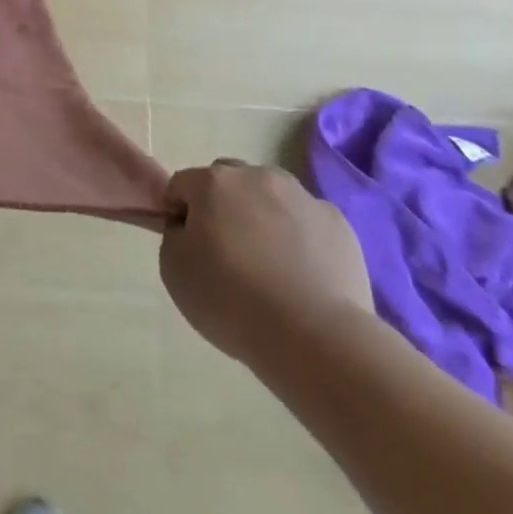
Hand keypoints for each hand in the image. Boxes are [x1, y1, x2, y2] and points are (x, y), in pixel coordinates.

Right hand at [160, 160, 372, 367]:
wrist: (315, 338)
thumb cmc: (232, 301)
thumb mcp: (174, 271)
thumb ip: (174, 236)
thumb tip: (189, 228)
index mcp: (213, 182)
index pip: (182, 185)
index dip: (180, 214)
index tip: (188, 248)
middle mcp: (256, 175)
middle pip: (228, 180)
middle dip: (222, 206)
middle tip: (227, 253)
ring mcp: (301, 196)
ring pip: (270, 195)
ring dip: (263, 216)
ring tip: (270, 265)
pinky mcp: (337, 223)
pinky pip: (307, 221)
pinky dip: (301, 237)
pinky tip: (303, 275)